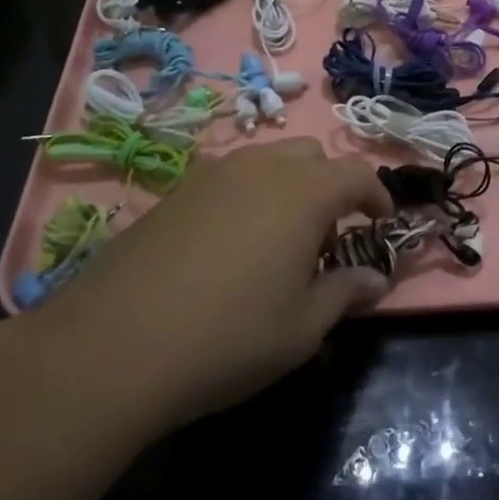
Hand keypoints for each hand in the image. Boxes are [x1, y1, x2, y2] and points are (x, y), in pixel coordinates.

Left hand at [21, 139, 392, 434]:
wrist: (117, 343)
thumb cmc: (230, 336)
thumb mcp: (302, 327)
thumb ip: (345, 293)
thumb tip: (376, 279)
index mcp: (304, 192)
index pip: (356, 174)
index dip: (376, 195)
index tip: (381, 222)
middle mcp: (262, 167)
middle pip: (312, 156)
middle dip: (331, 185)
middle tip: (327, 235)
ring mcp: (214, 173)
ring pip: (268, 160)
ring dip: (289, 186)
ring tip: (279, 238)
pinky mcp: (177, 189)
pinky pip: (229, 177)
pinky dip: (248, 195)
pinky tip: (230, 243)